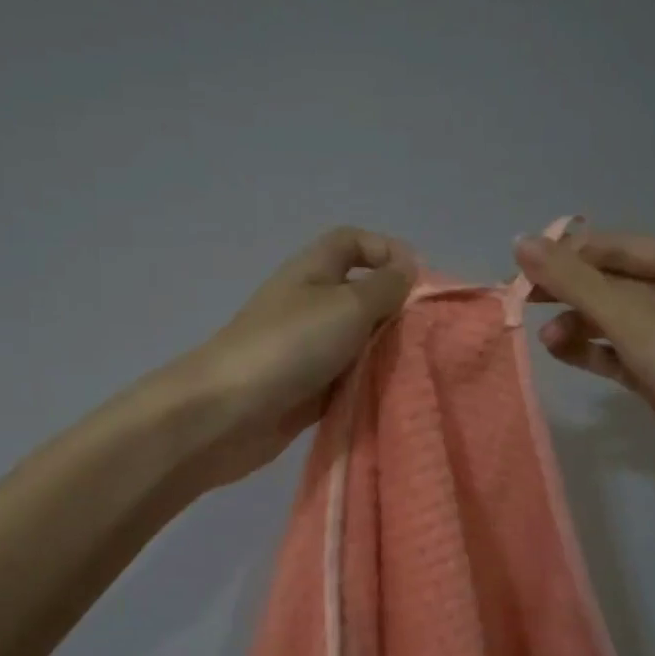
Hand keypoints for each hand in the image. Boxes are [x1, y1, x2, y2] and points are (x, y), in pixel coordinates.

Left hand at [179, 227, 417, 488]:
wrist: (227, 413)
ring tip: (419, 366)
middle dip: (395, 310)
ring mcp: (306, 351)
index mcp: (312, 272)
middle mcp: (309, 305)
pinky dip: (368, 385)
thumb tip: (408, 269)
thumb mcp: (347, 305)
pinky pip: (347, 381)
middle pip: (360, 295)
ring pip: (358, 342)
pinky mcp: (307, 391)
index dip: (386, 250)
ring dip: (385, 352)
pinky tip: (395, 395)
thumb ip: (385, 287)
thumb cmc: (290, 346)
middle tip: (428, 333)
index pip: (351, 242)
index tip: (418, 281)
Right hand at [513, 229, 654, 497]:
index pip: (621, 248)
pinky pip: (621, 352)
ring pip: (616, 320)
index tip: (522, 267)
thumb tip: (519, 241)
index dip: (570, 255)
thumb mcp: (631, 316)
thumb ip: (573, 280)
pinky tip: (558, 351)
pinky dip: (591, 350)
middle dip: (571, 294)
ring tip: (546, 339)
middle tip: (524, 300)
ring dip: (578, 325)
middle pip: (616, 283)